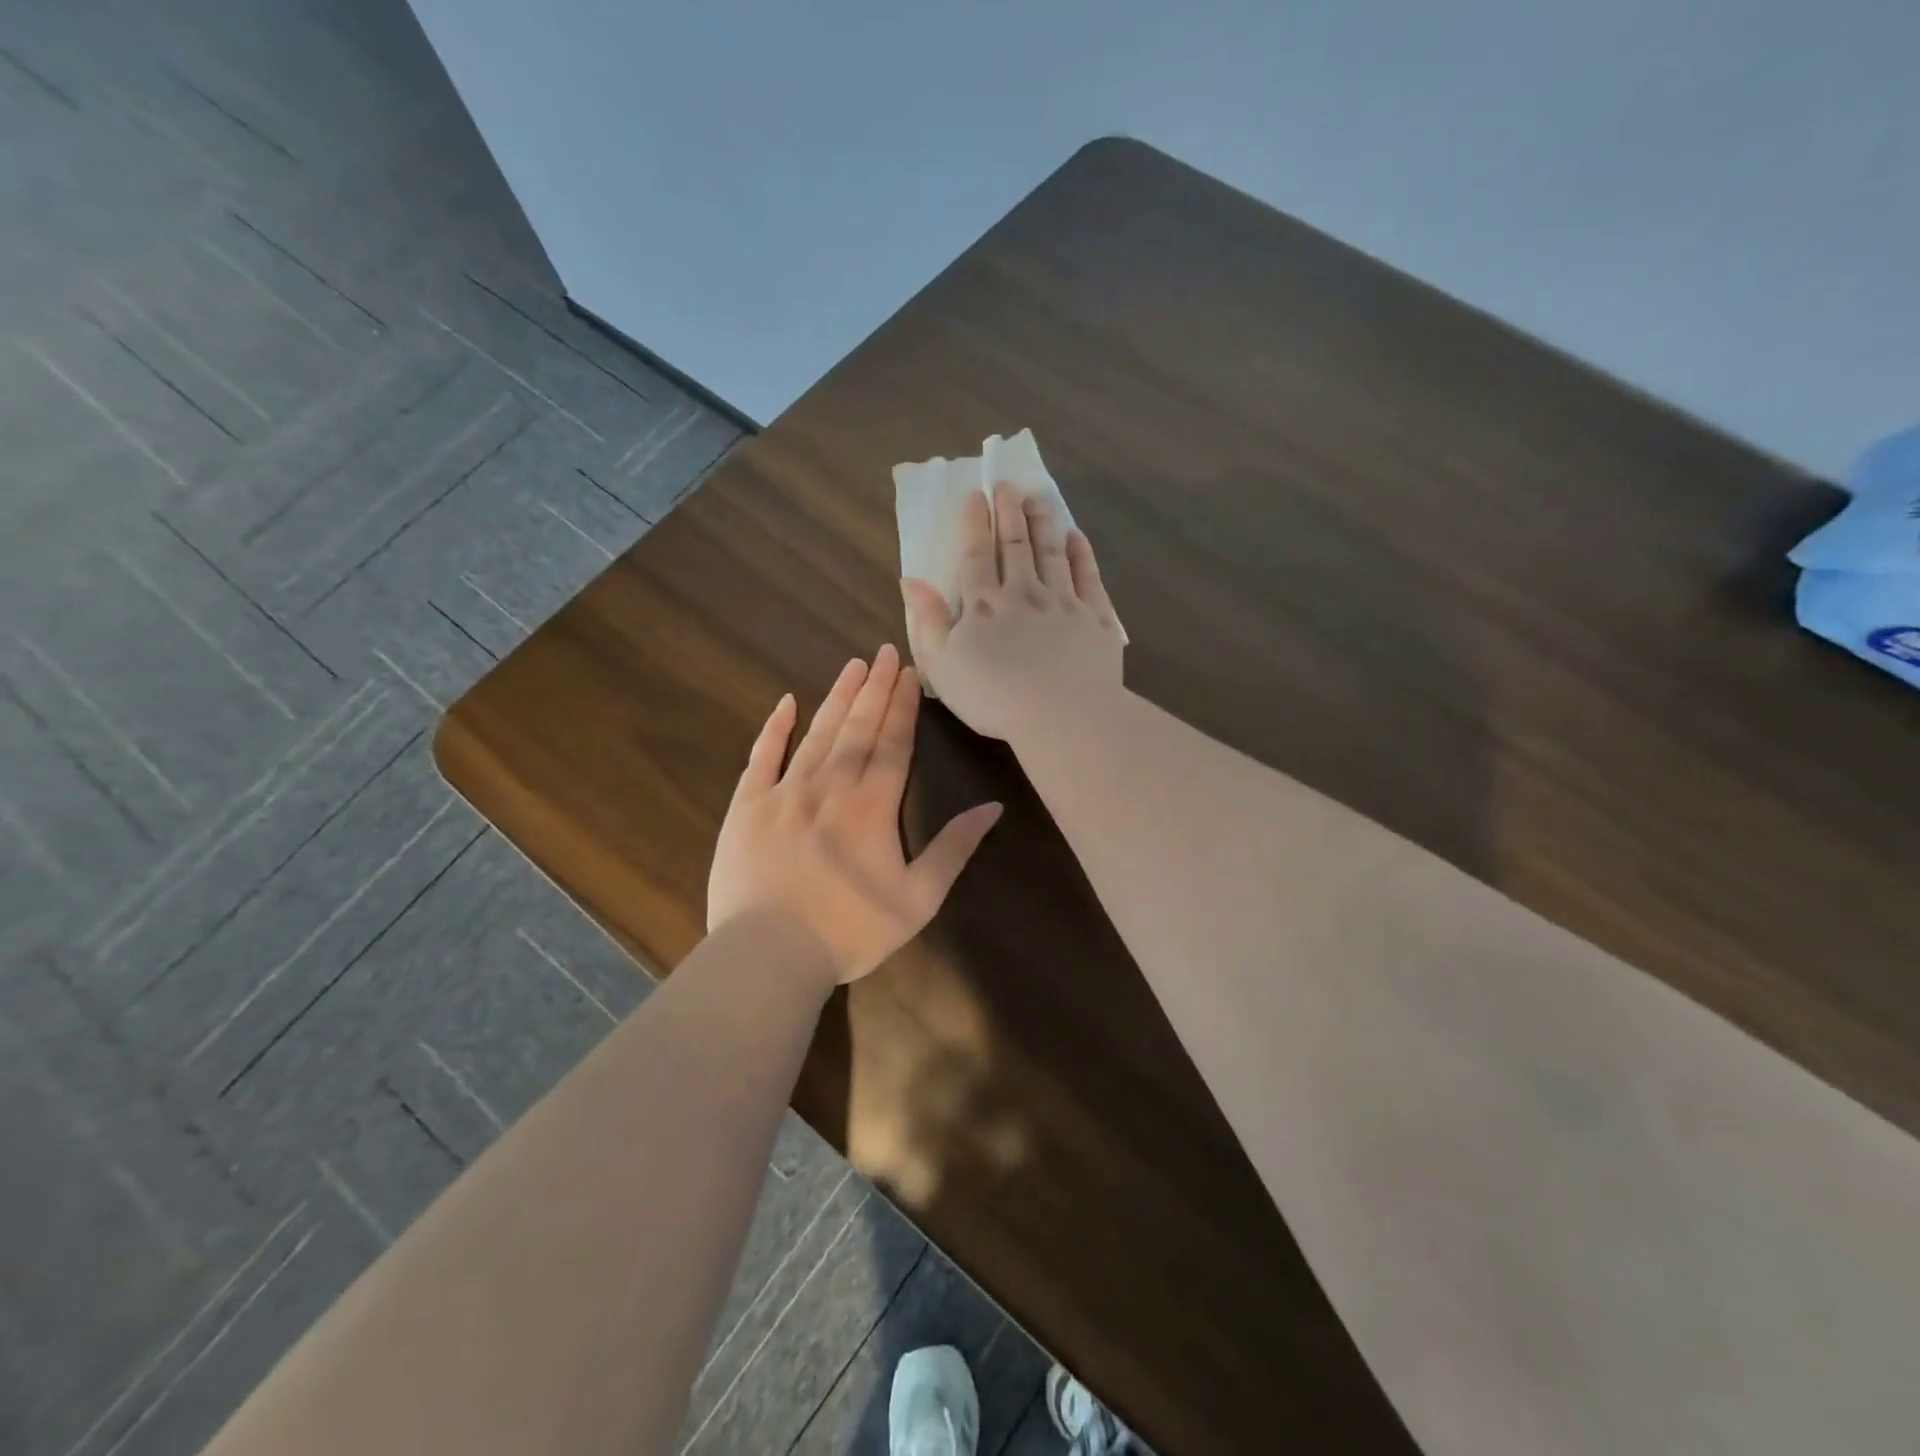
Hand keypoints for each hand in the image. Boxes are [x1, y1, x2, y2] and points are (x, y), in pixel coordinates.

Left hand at [707, 645, 1003, 986]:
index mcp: (873, 806)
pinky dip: (775, 728)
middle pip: (857, 728)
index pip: (893, 744)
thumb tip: (992, 807)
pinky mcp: (747, 806)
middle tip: (884, 651)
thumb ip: (954, 849)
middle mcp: (830, 786)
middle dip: (874, 688)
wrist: (768, 955)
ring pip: (817, 733)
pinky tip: (786, 702)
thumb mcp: (918, 900)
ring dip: (837, 697)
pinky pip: (762, 757)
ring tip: (853, 665)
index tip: (910, 674)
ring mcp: (784, 792)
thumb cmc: (850, 932)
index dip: (903, 706)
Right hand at [901, 479, 1124, 745]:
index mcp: (984, 605)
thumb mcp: (943, 665)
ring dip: (1044, 523)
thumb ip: (927, 620)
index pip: (976, 555)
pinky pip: (1088, 577)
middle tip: (1008, 484)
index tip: (975, 495)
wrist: (1062, 716)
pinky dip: (1081, 554)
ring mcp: (1064, 602)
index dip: (975, 523)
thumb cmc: (993, 697)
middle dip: (1009, 512)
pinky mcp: (1096, 618)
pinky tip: (1076, 537)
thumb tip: (911, 579)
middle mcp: (1024, 593)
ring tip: (1039, 498)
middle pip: (1015, 545)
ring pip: (1052, 553)